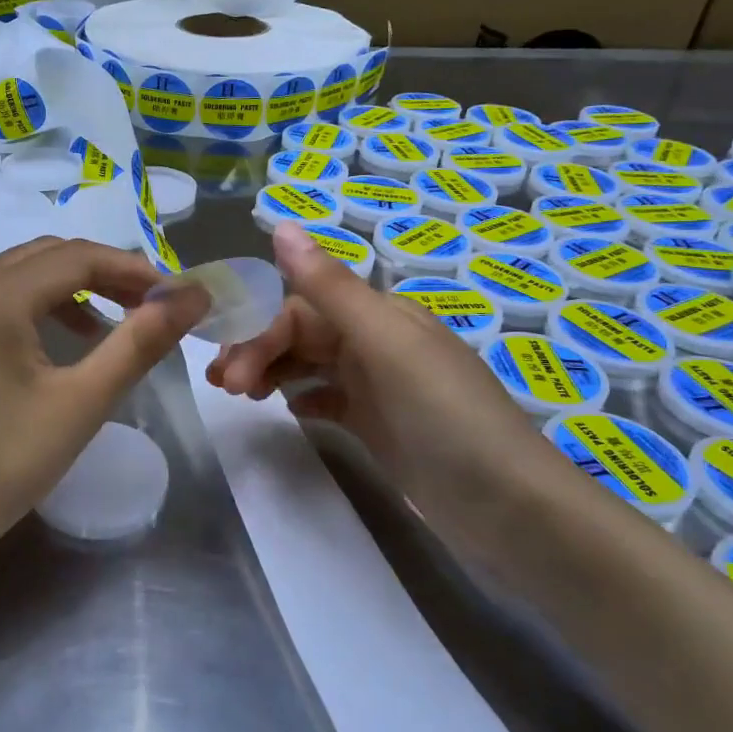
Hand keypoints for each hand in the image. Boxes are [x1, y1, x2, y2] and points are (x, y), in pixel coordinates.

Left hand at [0, 237, 208, 567]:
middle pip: (45, 257)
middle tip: (146, 307)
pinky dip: (32, 309)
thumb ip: (140, 342)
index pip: (77, 257)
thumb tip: (193, 296)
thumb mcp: (82, 402)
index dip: (132, 269)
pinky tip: (53, 348)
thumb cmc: (4, 463)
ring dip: (67, 290)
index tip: (173, 297)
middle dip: (101, 274)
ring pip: (16, 278)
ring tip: (105, 329)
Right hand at [207, 222, 559, 544]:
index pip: (303, 308)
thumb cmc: (444, 414)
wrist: (508, 507)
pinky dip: (302, 397)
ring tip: (239, 396)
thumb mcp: (385, 344)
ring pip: (309, 364)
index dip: (262, 331)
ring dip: (271, 371)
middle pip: (302, 334)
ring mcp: (379, 385)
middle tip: (224, 386)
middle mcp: (377, 342)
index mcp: (382, 315)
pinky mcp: (379, 424)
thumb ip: (330, 286)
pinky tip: (285, 410)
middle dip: (258, 351)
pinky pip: (328, 398)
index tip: (230, 370)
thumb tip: (281, 224)